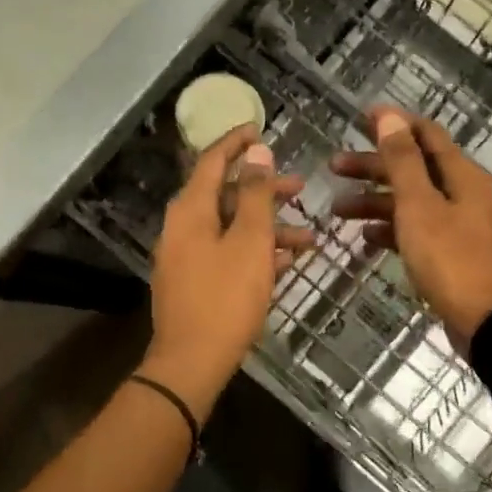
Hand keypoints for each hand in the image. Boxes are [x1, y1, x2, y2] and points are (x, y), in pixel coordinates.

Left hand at [143, 125, 310, 418]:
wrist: (192, 363)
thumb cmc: (225, 297)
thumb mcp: (250, 241)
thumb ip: (255, 194)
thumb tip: (257, 152)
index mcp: (191, 210)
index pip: (212, 161)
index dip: (237, 143)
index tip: (260, 128)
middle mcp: (183, 228)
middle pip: (226, 196)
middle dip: (264, 191)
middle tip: (299, 188)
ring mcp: (186, 257)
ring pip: (231, 229)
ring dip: (268, 228)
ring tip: (309, 238)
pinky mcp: (194, 283)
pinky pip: (227, 254)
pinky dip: (255, 252)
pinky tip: (286, 263)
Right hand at [331, 107, 491, 351]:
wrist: (488, 323)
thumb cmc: (451, 259)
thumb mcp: (420, 206)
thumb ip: (403, 161)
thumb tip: (389, 117)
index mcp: (461, 175)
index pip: (426, 134)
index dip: (394, 124)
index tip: (360, 119)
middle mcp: (462, 194)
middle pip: (414, 168)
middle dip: (374, 165)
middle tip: (335, 167)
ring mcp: (458, 225)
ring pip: (411, 201)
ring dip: (375, 201)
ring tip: (338, 209)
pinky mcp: (451, 253)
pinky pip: (416, 230)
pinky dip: (391, 228)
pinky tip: (366, 236)